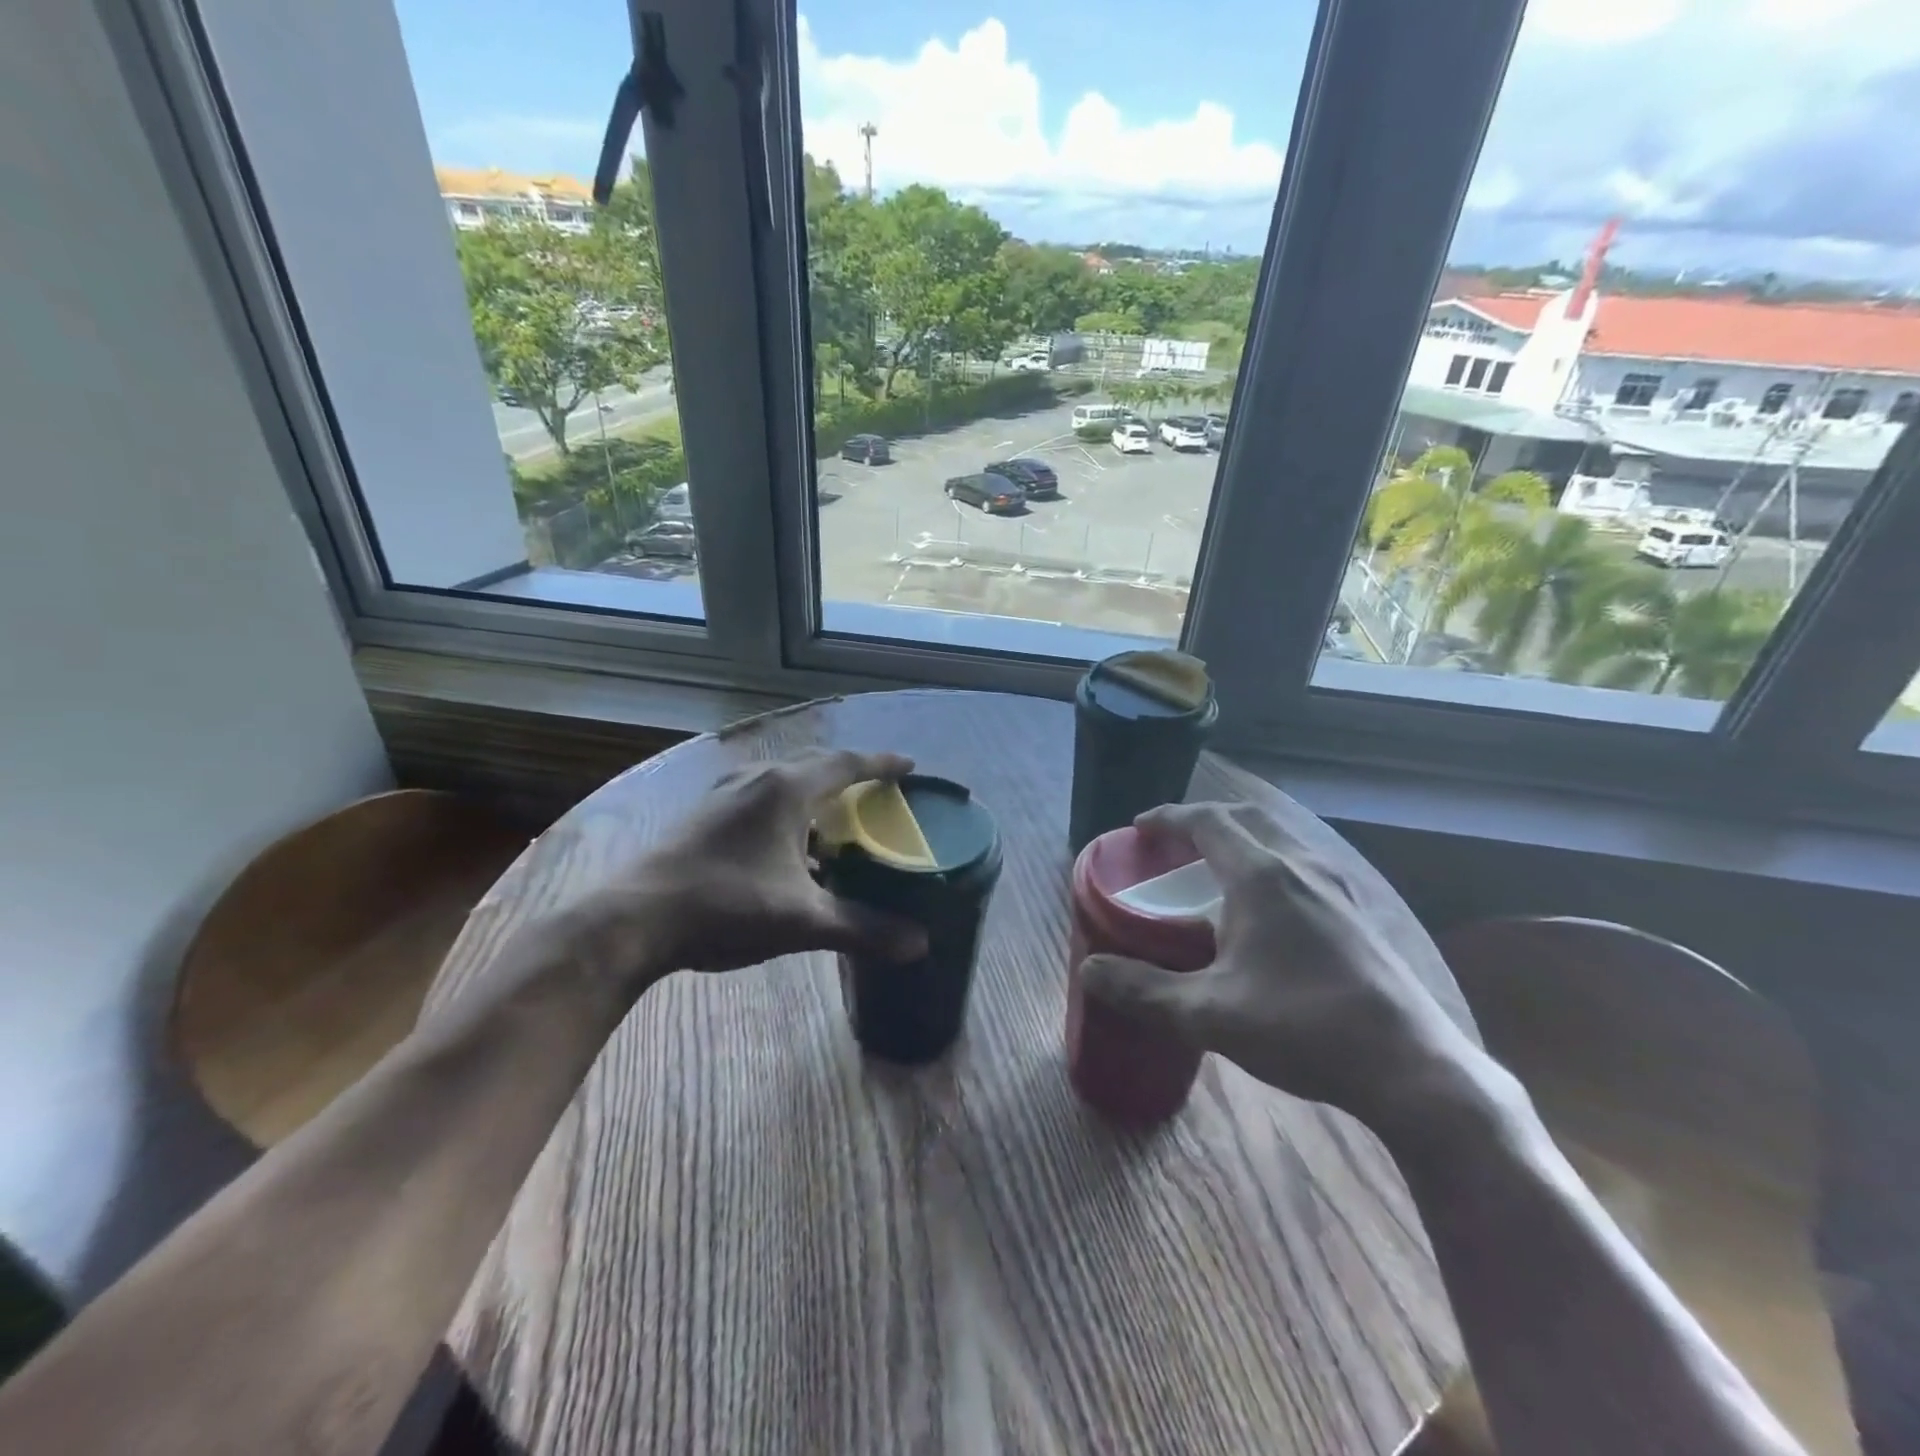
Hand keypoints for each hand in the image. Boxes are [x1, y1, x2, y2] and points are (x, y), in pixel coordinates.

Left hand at [573, 749, 928, 984]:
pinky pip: (759, 796)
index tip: (911, 766)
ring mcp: (724, 793)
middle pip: (815, 764)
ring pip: (783, 780)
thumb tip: (919, 945)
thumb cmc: (726, 906)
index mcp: (786, 789)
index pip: (847, 764)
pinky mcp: (703, 814)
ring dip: (814, 792)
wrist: (633, 919)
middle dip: (849, 774)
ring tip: (834, 818)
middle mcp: (757, 779)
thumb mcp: (802, 921)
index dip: (882, 764)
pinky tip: (785, 845)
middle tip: (877, 791)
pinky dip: (786, 809)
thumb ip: (862, 928)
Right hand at [1079, 802, 1479, 1131]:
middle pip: (1246, 819)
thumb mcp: (1210, 1014)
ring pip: (1281, 839)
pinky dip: (1270, 862)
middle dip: (1204, 820)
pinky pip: (1303, 864)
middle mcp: (1301, 867)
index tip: (1140, 826)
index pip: (1207, 822)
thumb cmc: (1303, 1028)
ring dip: (1241, 839)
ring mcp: (1338, 888)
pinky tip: (1267, 907)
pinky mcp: (1359, 914)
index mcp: (1262, 876)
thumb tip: (1088, 971)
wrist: (1412, 1069)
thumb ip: (1144, 990)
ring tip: (1215, 869)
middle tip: (1174, 842)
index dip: (1169, 818)